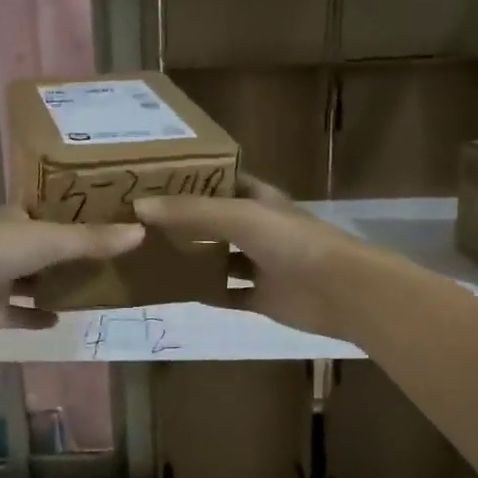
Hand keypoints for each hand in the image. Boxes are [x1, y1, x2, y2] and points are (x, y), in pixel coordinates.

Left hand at [0, 207, 143, 336]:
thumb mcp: (49, 240)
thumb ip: (92, 240)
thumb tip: (141, 232)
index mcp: (16, 219)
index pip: (50, 214)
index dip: (75, 217)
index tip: (108, 221)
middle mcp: (7, 246)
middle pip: (44, 249)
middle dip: (70, 255)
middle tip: (111, 261)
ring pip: (33, 282)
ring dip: (55, 286)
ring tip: (95, 290)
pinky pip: (20, 314)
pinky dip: (37, 316)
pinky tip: (61, 320)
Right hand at [134, 177, 361, 338]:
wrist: (339, 290)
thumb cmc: (291, 241)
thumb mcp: (237, 216)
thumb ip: (190, 212)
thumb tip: (138, 206)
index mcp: (257, 199)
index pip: (220, 182)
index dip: (191, 180)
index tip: (152, 180)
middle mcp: (257, 228)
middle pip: (214, 221)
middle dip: (183, 222)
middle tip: (139, 222)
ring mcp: (260, 264)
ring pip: (219, 259)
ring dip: (192, 259)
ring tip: (149, 256)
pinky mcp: (262, 297)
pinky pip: (227, 294)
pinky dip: (206, 293)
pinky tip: (176, 293)